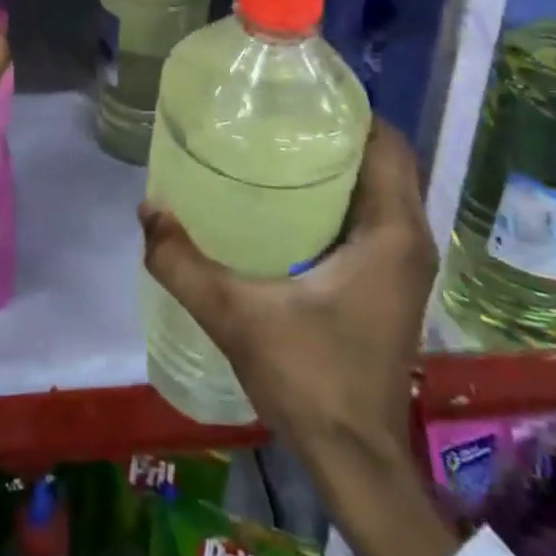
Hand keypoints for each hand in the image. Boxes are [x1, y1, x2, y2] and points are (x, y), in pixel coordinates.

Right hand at [140, 119, 457, 555]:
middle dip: (336, 133)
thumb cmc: (310, 378)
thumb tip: (147, 210)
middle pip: (382, 160)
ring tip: (277, 148)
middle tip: (277, 117)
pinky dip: (342, 198)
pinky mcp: (391, 286)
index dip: (350, 110)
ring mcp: (404, 265)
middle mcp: (409, 240)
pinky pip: (372, 218)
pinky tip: (289, 204)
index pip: (387, 143)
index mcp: (391, 232)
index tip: (300, 94)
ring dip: (340, 165)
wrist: (354, 461)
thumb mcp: (236, 314)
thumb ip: (183, 262)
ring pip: (379, 190)